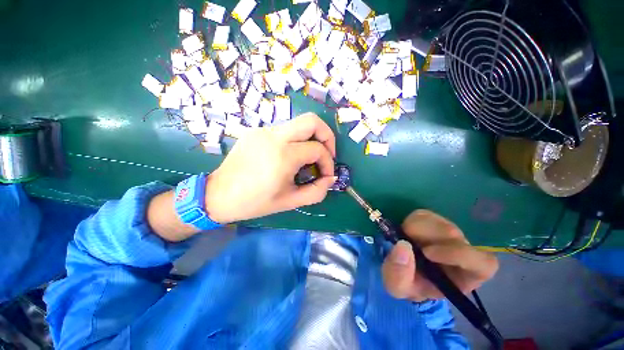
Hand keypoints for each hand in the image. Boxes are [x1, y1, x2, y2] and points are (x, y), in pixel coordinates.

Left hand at [205, 113, 335, 223]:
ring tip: (308, 158)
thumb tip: (330, 178)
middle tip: (327, 153)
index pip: (318, 149)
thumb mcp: (290, 202)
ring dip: (310, 139)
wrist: (218, 195)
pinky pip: (284, 130)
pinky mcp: (256, 131)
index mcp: (283, 156)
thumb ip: (316, 191)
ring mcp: (263, 131)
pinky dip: (295, 141)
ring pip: (298, 124)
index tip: (326, 175)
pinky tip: (288, 157)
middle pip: (312, 121)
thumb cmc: (255, 202)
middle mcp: (274, 136)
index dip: (328, 162)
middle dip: (327, 135)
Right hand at [382, 210, 497, 301]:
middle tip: (406, 242)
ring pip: (437, 222)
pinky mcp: (434, 221)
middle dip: (424, 236)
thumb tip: (403, 245)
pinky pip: (424, 214)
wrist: (403, 269)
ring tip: (405, 240)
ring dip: (415, 228)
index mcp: (465, 276)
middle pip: (453, 234)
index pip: (483, 263)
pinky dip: (410, 221)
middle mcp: (463, 251)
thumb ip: (399, 274)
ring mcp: (449, 233)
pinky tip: (406, 232)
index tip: (427, 253)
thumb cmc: (408, 283)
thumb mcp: (398, 287)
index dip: (458, 254)